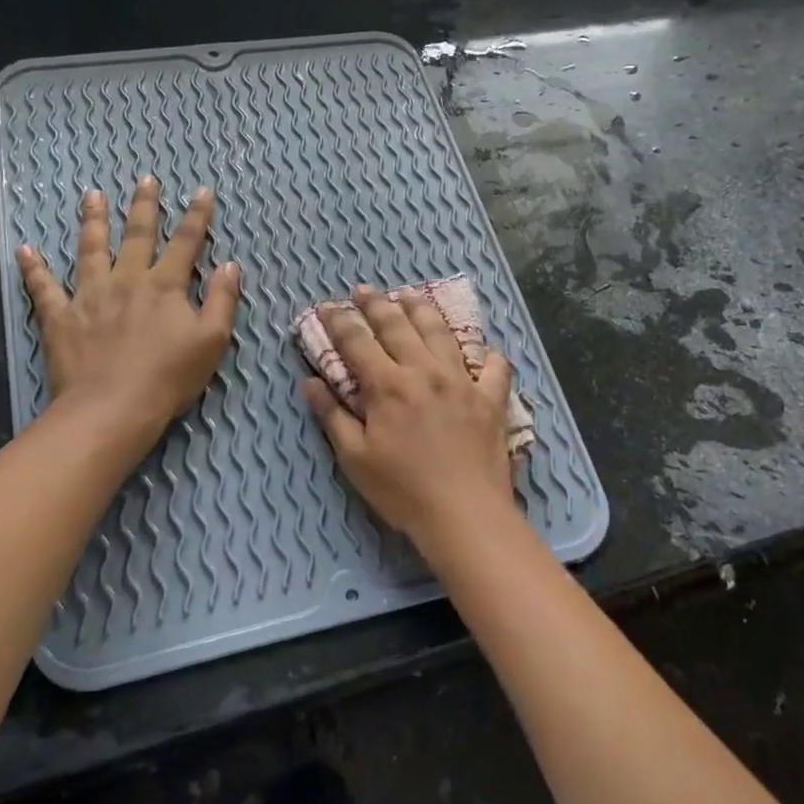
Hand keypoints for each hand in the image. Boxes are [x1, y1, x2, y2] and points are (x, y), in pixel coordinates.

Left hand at [18, 178, 239, 443]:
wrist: (113, 407)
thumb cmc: (169, 377)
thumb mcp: (212, 341)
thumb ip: (221, 300)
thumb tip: (230, 265)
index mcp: (165, 286)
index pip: (186, 242)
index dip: (197, 216)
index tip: (202, 191)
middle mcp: (127, 280)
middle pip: (137, 235)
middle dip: (144, 206)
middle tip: (145, 179)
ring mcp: (90, 295)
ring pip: (91, 249)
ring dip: (93, 220)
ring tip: (92, 196)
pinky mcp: (61, 317)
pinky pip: (44, 288)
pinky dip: (34, 268)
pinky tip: (25, 250)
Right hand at [302, 286, 515, 550]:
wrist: (465, 514)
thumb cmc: (402, 491)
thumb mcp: (355, 458)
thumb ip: (332, 415)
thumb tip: (310, 381)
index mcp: (388, 385)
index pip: (357, 341)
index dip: (339, 321)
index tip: (328, 306)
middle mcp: (425, 371)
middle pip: (398, 325)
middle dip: (377, 304)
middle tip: (364, 289)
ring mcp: (462, 381)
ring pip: (441, 333)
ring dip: (422, 310)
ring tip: (410, 295)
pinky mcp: (492, 398)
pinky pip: (494, 366)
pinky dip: (486, 354)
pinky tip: (480, 350)